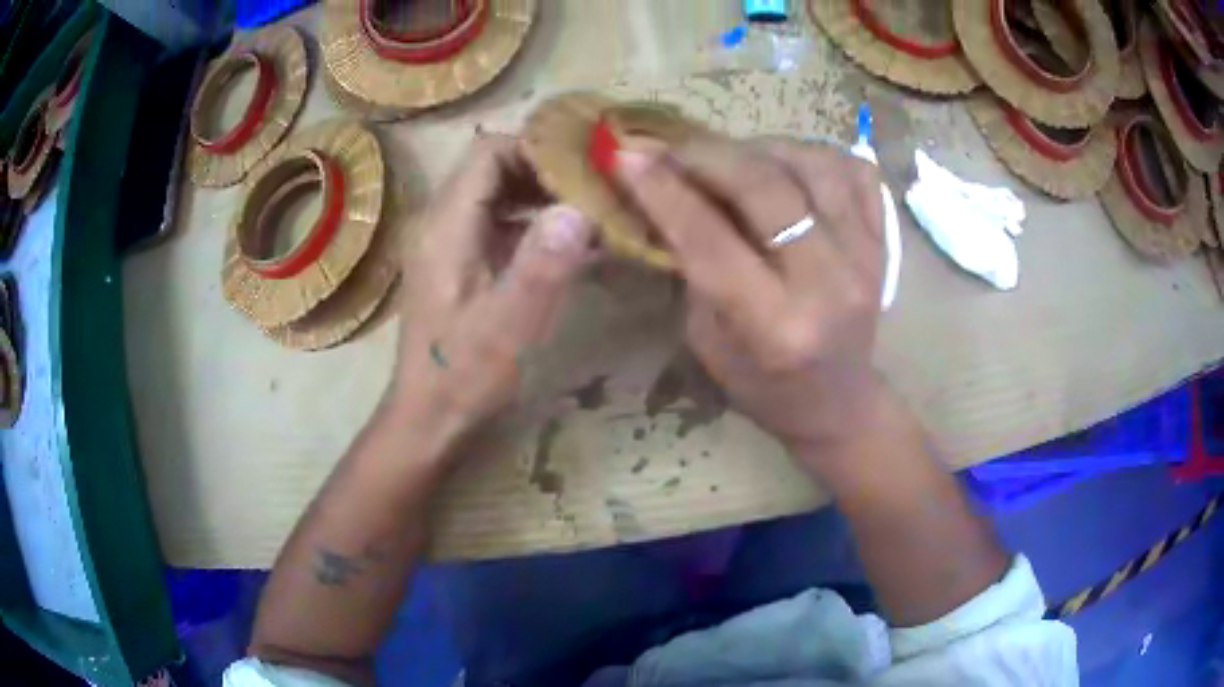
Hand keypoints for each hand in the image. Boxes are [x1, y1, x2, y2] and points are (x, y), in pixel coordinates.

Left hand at [390, 134, 593, 450]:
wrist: (429, 417)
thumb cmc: (463, 375)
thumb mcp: (508, 326)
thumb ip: (542, 265)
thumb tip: (580, 208)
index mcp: (446, 225)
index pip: (488, 152)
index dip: (536, 149)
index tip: (585, 166)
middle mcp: (440, 221)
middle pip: (493, 166)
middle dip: (545, 170)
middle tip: (596, 186)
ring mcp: (447, 241)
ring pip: (497, 193)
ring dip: (541, 195)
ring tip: (590, 209)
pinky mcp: (458, 261)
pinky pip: (497, 222)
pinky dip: (531, 222)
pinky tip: (567, 243)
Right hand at [617, 137, 886, 460]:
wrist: (840, 404)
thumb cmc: (765, 387)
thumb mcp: (708, 342)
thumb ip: (693, 269)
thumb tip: (668, 195)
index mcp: (774, 327)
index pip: (710, 239)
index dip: (663, 191)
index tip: (627, 155)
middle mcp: (827, 285)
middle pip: (766, 188)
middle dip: (709, 156)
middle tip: (674, 150)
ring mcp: (865, 259)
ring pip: (814, 165)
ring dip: (762, 149)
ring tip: (733, 159)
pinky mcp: (883, 245)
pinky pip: (857, 172)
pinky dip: (818, 155)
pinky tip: (791, 167)